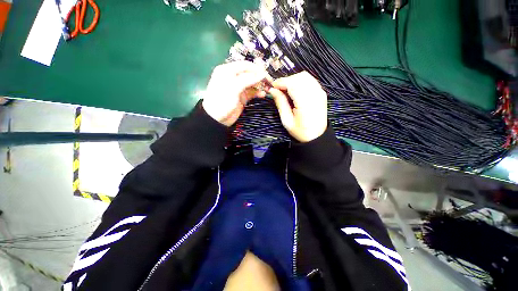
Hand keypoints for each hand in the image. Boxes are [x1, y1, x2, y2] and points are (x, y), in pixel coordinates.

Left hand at [203, 61, 270, 126]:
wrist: (217, 119)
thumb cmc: (222, 101)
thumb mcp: (233, 88)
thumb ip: (248, 79)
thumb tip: (262, 74)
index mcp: (228, 70)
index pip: (245, 65)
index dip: (256, 69)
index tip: (267, 74)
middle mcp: (233, 77)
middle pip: (249, 73)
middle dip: (259, 77)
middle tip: (269, 82)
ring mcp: (238, 87)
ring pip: (252, 83)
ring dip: (259, 85)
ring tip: (267, 88)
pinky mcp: (242, 96)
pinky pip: (252, 92)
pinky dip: (257, 93)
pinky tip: (263, 95)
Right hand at [269, 72, 327, 142]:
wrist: (317, 136)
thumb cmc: (300, 131)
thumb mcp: (287, 121)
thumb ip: (280, 103)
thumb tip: (272, 90)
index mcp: (305, 103)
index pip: (293, 83)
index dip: (281, 82)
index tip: (272, 86)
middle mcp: (315, 94)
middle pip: (299, 77)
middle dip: (287, 80)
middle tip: (278, 90)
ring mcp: (320, 92)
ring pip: (305, 76)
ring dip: (293, 80)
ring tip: (286, 90)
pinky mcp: (322, 93)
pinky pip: (310, 80)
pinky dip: (301, 82)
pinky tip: (295, 90)